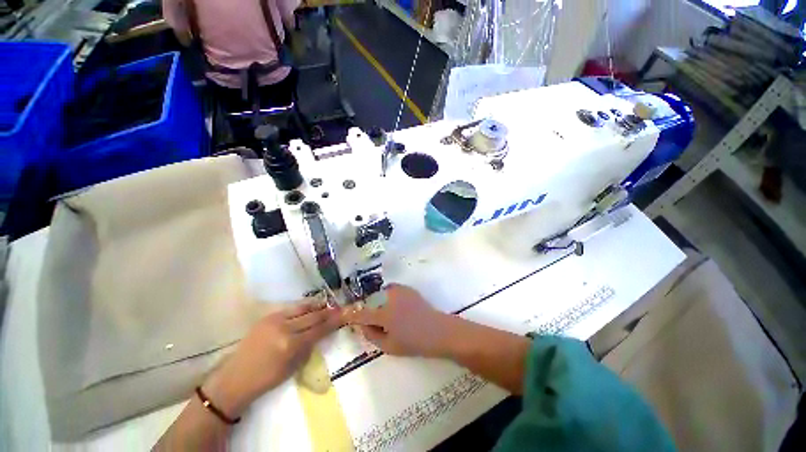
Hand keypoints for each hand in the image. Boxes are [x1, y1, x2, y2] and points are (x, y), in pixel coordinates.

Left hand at [202, 300, 342, 417]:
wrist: (236, 377)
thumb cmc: (267, 379)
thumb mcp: (293, 367)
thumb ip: (308, 347)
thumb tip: (321, 332)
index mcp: (291, 345)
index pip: (319, 329)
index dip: (333, 322)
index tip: (344, 315)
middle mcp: (284, 328)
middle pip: (313, 316)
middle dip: (328, 312)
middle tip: (339, 309)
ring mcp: (275, 320)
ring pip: (303, 308)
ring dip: (317, 306)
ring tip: (327, 305)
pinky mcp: (267, 317)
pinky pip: (291, 309)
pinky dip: (303, 307)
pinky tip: (310, 306)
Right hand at [345, 284, 452, 356]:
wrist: (438, 330)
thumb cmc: (414, 342)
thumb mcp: (389, 346)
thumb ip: (371, 335)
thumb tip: (361, 325)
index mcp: (383, 314)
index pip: (360, 313)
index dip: (349, 314)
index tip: (341, 314)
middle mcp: (389, 297)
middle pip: (370, 301)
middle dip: (368, 310)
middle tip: (373, 321)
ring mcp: (399, 290)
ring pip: (380, 294)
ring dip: (378, 302)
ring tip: (386, 314)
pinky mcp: (407, 288)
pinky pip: (391, 290)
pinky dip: (388, 296)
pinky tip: (395, 306)